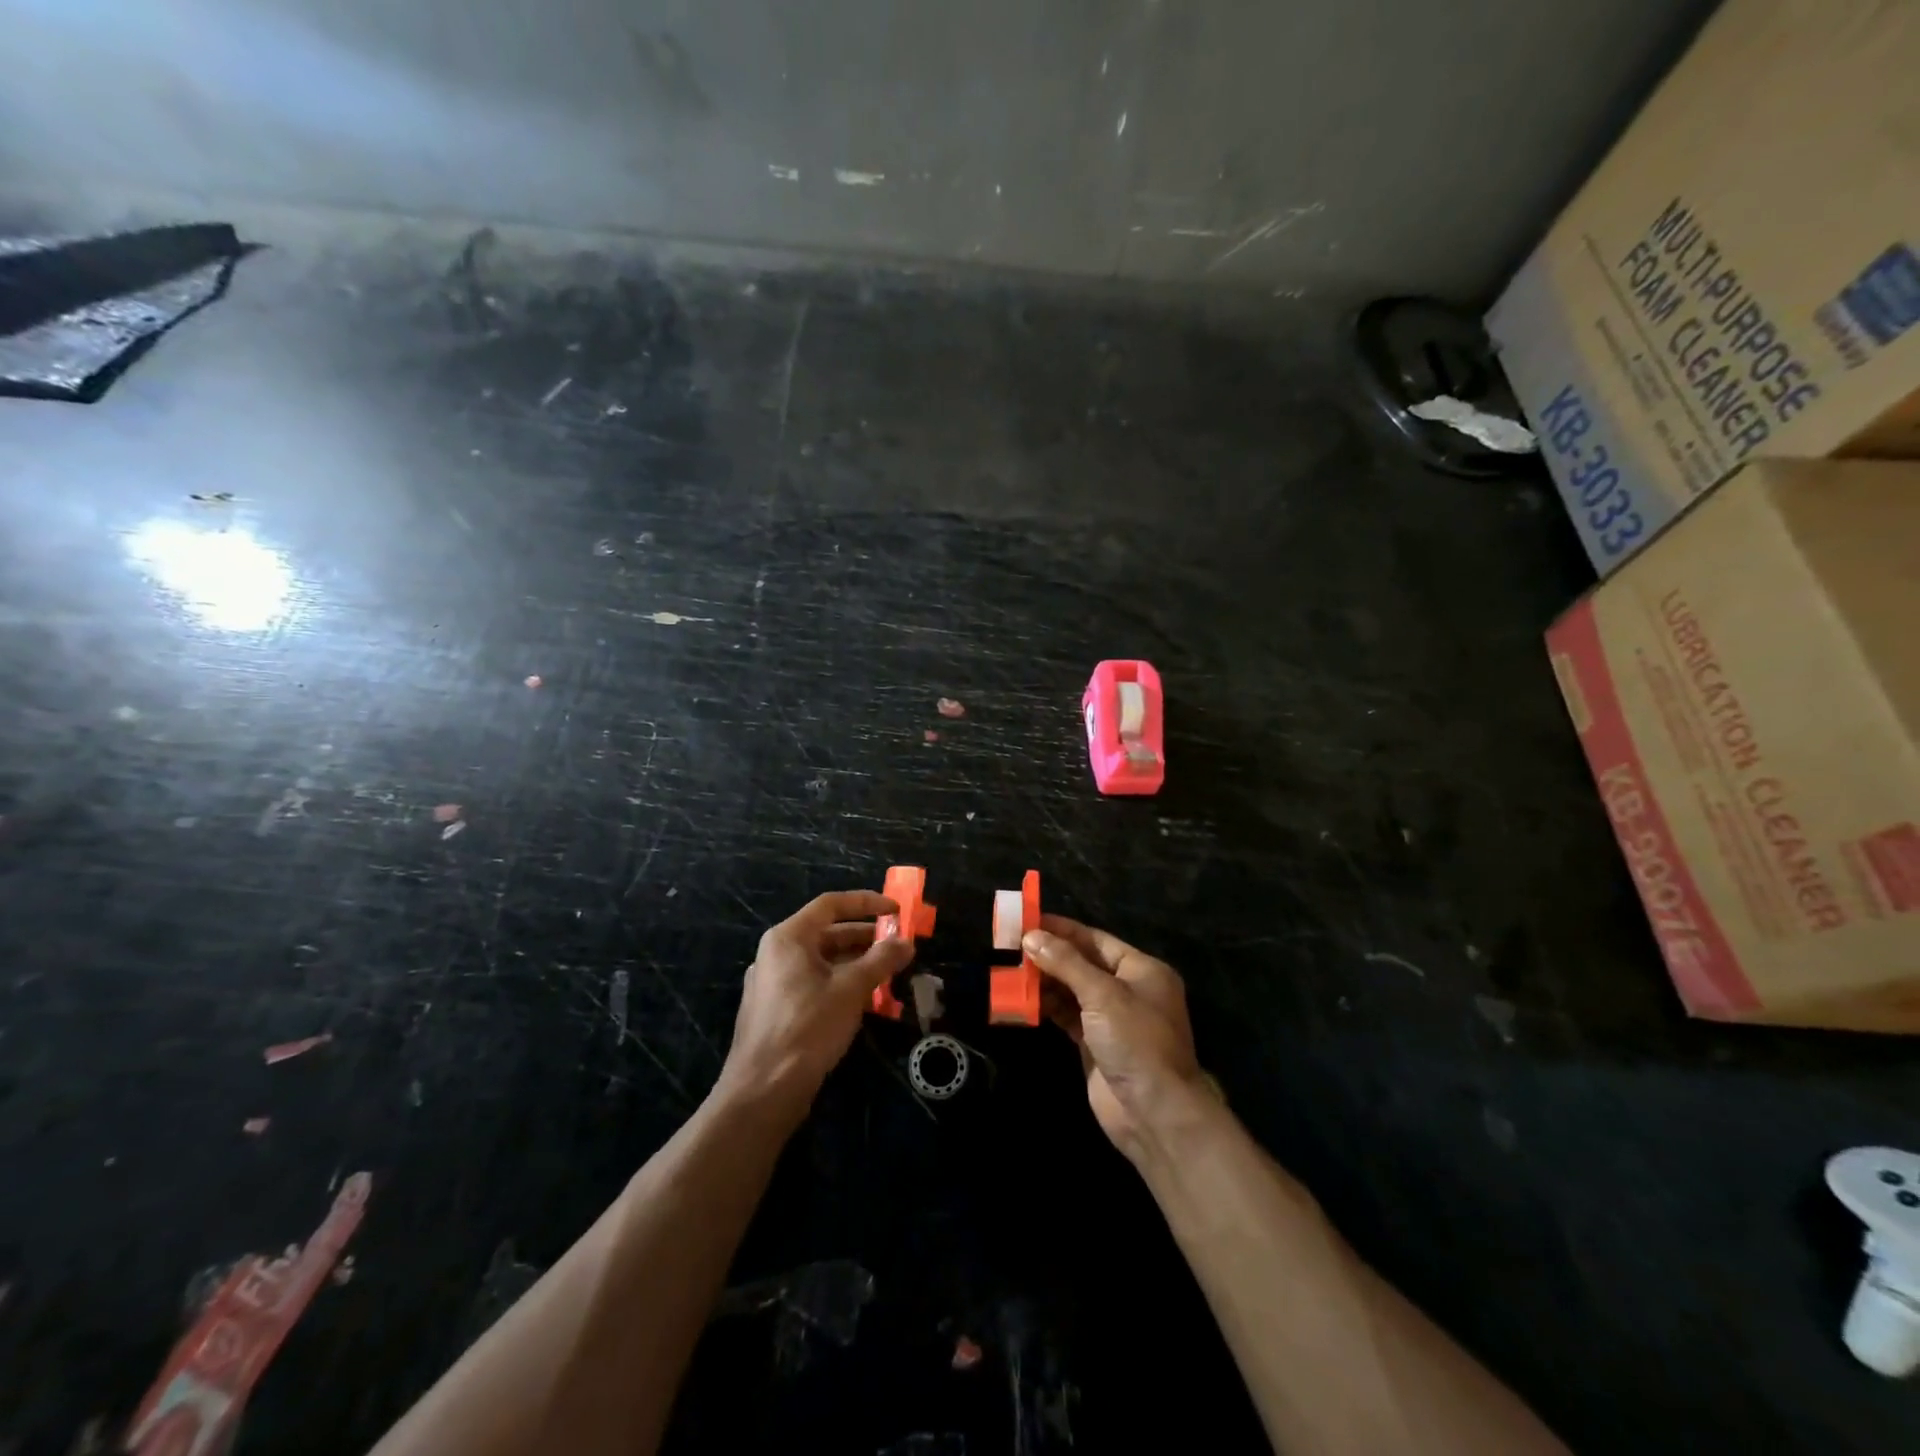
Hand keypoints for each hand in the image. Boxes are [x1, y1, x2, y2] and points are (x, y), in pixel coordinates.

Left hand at [717, 891, 913, 1116]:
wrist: (763, 1091)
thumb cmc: (808, 1027)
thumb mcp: (851, 989)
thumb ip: (881, 960)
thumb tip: (907, 942)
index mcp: (788, 938)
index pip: (831, 904)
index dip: (866, 903)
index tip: (896, 910)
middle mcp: (776, 954)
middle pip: (826, 933)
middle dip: (865, 937)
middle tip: (898, 945)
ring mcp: (773, 983)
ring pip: (821, 961)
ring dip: (856, 963)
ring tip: (888, 972)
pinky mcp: (776, 1010)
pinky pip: (813, 984)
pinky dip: (840, 983)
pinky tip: (864, 1000)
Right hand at [1026, 916, 1204, 1158]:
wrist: (1153, 1113)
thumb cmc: (1136, 1041)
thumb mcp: (1102, 994)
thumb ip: (1066, 962)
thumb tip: (1032, 937)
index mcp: (1142, 970)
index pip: (1095, 940)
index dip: (1062, 929)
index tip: (1029, 919)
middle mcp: (1128, 989)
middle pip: (1082, 963)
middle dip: (1049, 954)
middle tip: (1012, 944)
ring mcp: (1111, 1018)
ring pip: (1072, 990)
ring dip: (1044, 980)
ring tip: (1010, 969)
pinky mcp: (1095, 1044)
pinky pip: (1067, 1015)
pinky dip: (1047, 1006)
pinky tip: (1023, 998)